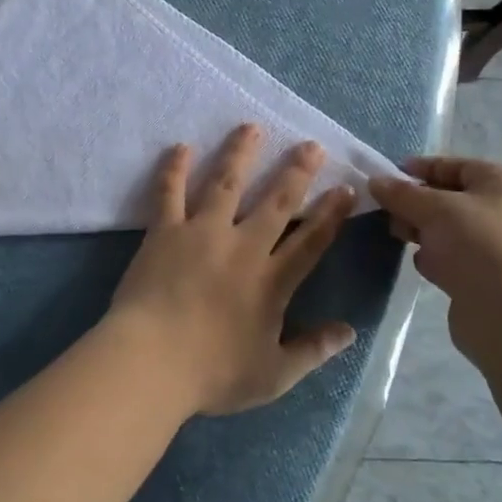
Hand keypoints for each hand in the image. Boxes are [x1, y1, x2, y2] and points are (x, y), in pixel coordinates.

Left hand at [104, 124, 357, 418]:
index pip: (312, 241)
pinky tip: (181, 146)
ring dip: (240, 153)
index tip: (346, 188)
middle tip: (310, 145)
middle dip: (296, 171)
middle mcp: (242, 247)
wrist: (151, 362)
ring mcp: (202, 233)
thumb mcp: (273, 375)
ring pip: (226, 183)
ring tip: (250, 127)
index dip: (332, 214)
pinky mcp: (165, 231)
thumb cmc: (213, 373)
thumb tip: (350, 331)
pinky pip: (170, 192)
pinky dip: (175, 168)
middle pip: (276, 201)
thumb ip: (313, 350)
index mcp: (272, 281)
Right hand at [369, 157, 501, 333]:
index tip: (385, 176)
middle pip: (449, 198)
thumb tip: (375, 181)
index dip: (420, 168)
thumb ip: (401, 193)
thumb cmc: (477, 246)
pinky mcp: (487, 276)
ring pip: (448, 229)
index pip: (455, 166)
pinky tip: (422, 265)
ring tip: (397, 236)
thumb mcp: (434, 209)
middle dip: (415, 203)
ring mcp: (497, 246)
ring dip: (421, 231)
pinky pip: (452, 256)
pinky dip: (434, 257)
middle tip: (386, 211)